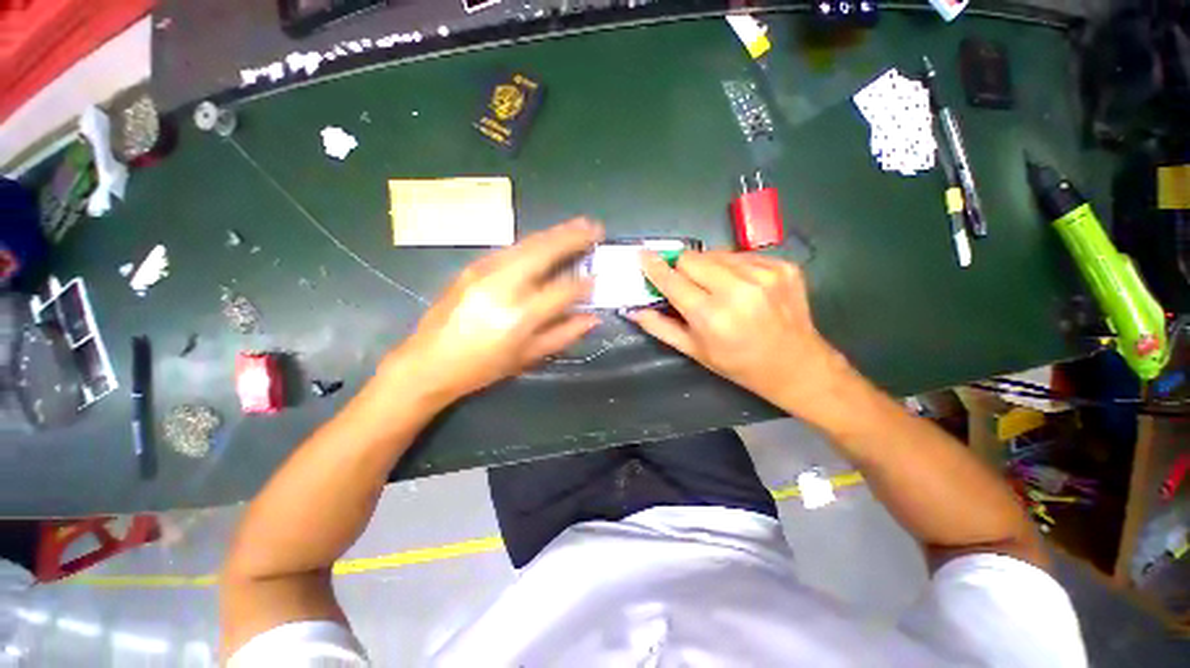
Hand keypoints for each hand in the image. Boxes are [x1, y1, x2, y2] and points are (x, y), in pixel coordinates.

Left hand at [385, 218, 603, 403]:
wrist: (428, 361)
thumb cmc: (482, 367)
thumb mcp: (528, 357)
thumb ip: (564, 334)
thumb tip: (592, 317)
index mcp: (520, 316)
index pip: (563, 290)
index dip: (584, 284)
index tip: (598, 278)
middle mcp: (504, 286)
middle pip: (545, 252)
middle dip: (574, 237)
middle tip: (596, 228)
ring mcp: (485, 271)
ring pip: (528, 243)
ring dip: (556, 232)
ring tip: (579, 225)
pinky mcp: (472, 266)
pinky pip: (511, 248)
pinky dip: (534, 241)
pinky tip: (547, 240)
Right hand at [629, 251, 854, 419]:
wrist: (796, 364)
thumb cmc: (738, 364)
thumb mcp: (695, 351)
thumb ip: (660, 327)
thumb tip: (633, 310)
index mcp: (711, 316)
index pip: (672, 280)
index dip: (654, 267)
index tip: (642, 255)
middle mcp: (738, 290)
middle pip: (692, 258)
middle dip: (682, 268)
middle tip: (687, 283)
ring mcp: (764, 275)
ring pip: (717, 253)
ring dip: (708, 266)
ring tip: (717, 287)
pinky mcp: (784, 266)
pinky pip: (742, 255)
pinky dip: (733, 267)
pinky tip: (741, 285)